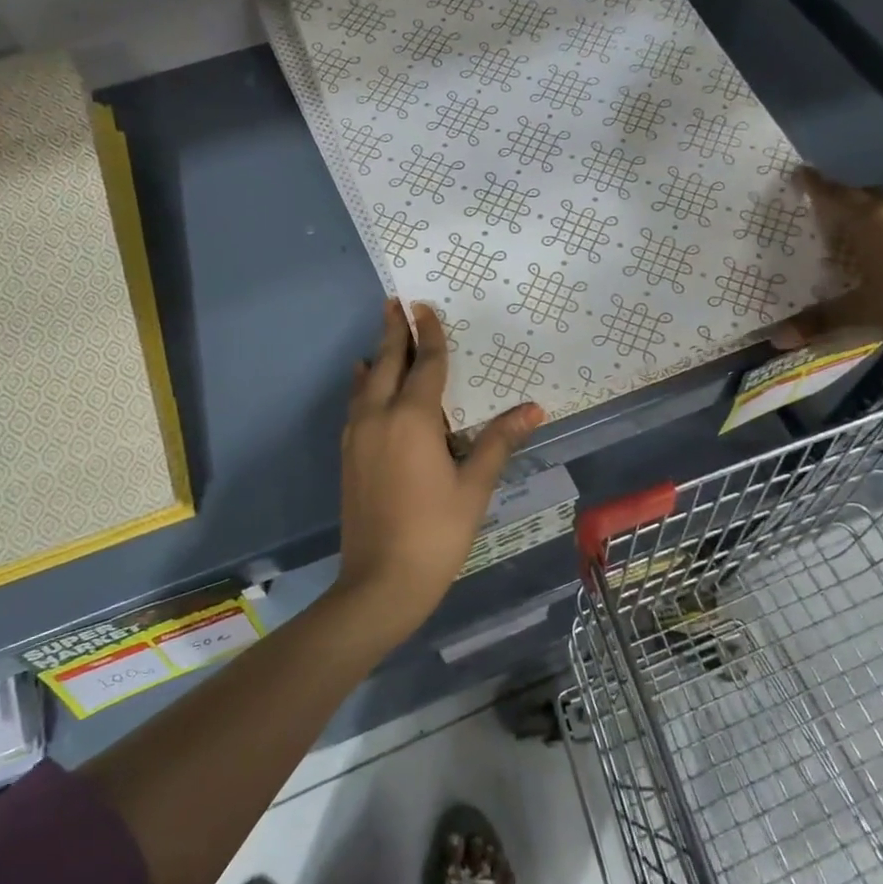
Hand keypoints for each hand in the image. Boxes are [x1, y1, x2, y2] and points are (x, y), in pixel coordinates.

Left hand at [333, 300, 544, 639]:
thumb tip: (533, 409)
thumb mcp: (474, 486)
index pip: (425, 364)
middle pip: (386, 363)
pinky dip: (363, 386)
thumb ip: (498, 441)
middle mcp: (379, 417)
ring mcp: (358, 437)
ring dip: (377, 357)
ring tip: (383, 337)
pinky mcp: (349, 456)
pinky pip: (356, 406)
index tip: (424, 306)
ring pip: (366, 383)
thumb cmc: (436, 532)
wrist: (381, 581)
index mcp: (413, 419)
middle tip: (394, 302)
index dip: (429, 334)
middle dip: (392, 332)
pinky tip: (364, 384)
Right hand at [774, 168, 882, 370]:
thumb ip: (818, 322)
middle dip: (844, 199)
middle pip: (864, 196)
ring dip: (873, 216)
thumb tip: (776, 340)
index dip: (815, 185)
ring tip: (858, 234)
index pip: (834, 195)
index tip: (800, 173)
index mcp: (869, 221)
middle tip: (826, 210)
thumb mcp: (860, 314)